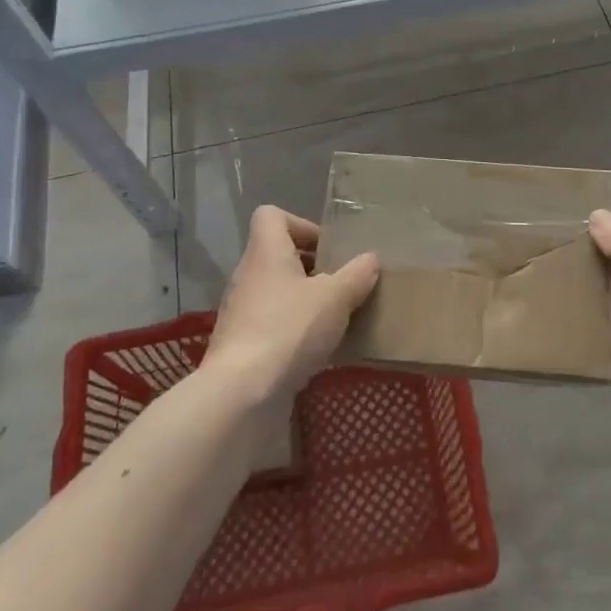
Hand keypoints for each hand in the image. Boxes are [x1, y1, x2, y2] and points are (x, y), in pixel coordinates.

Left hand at [206, 205, 377, 405]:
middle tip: (340, 285)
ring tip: (335, 319)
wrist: (241, 394)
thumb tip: (370, 259)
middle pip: (278, 255)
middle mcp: (248, 275)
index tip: (327, 249)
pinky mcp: (241, 345)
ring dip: (304, 301)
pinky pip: (272, 324)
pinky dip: (294, 331)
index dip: (300, 224)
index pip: (271, 216)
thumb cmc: (289, 329)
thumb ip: (356, 276)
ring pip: (276, 292)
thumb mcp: (335, 298)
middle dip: (311, 267)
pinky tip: (318, 351)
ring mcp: (241, 312)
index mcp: (266, 252)